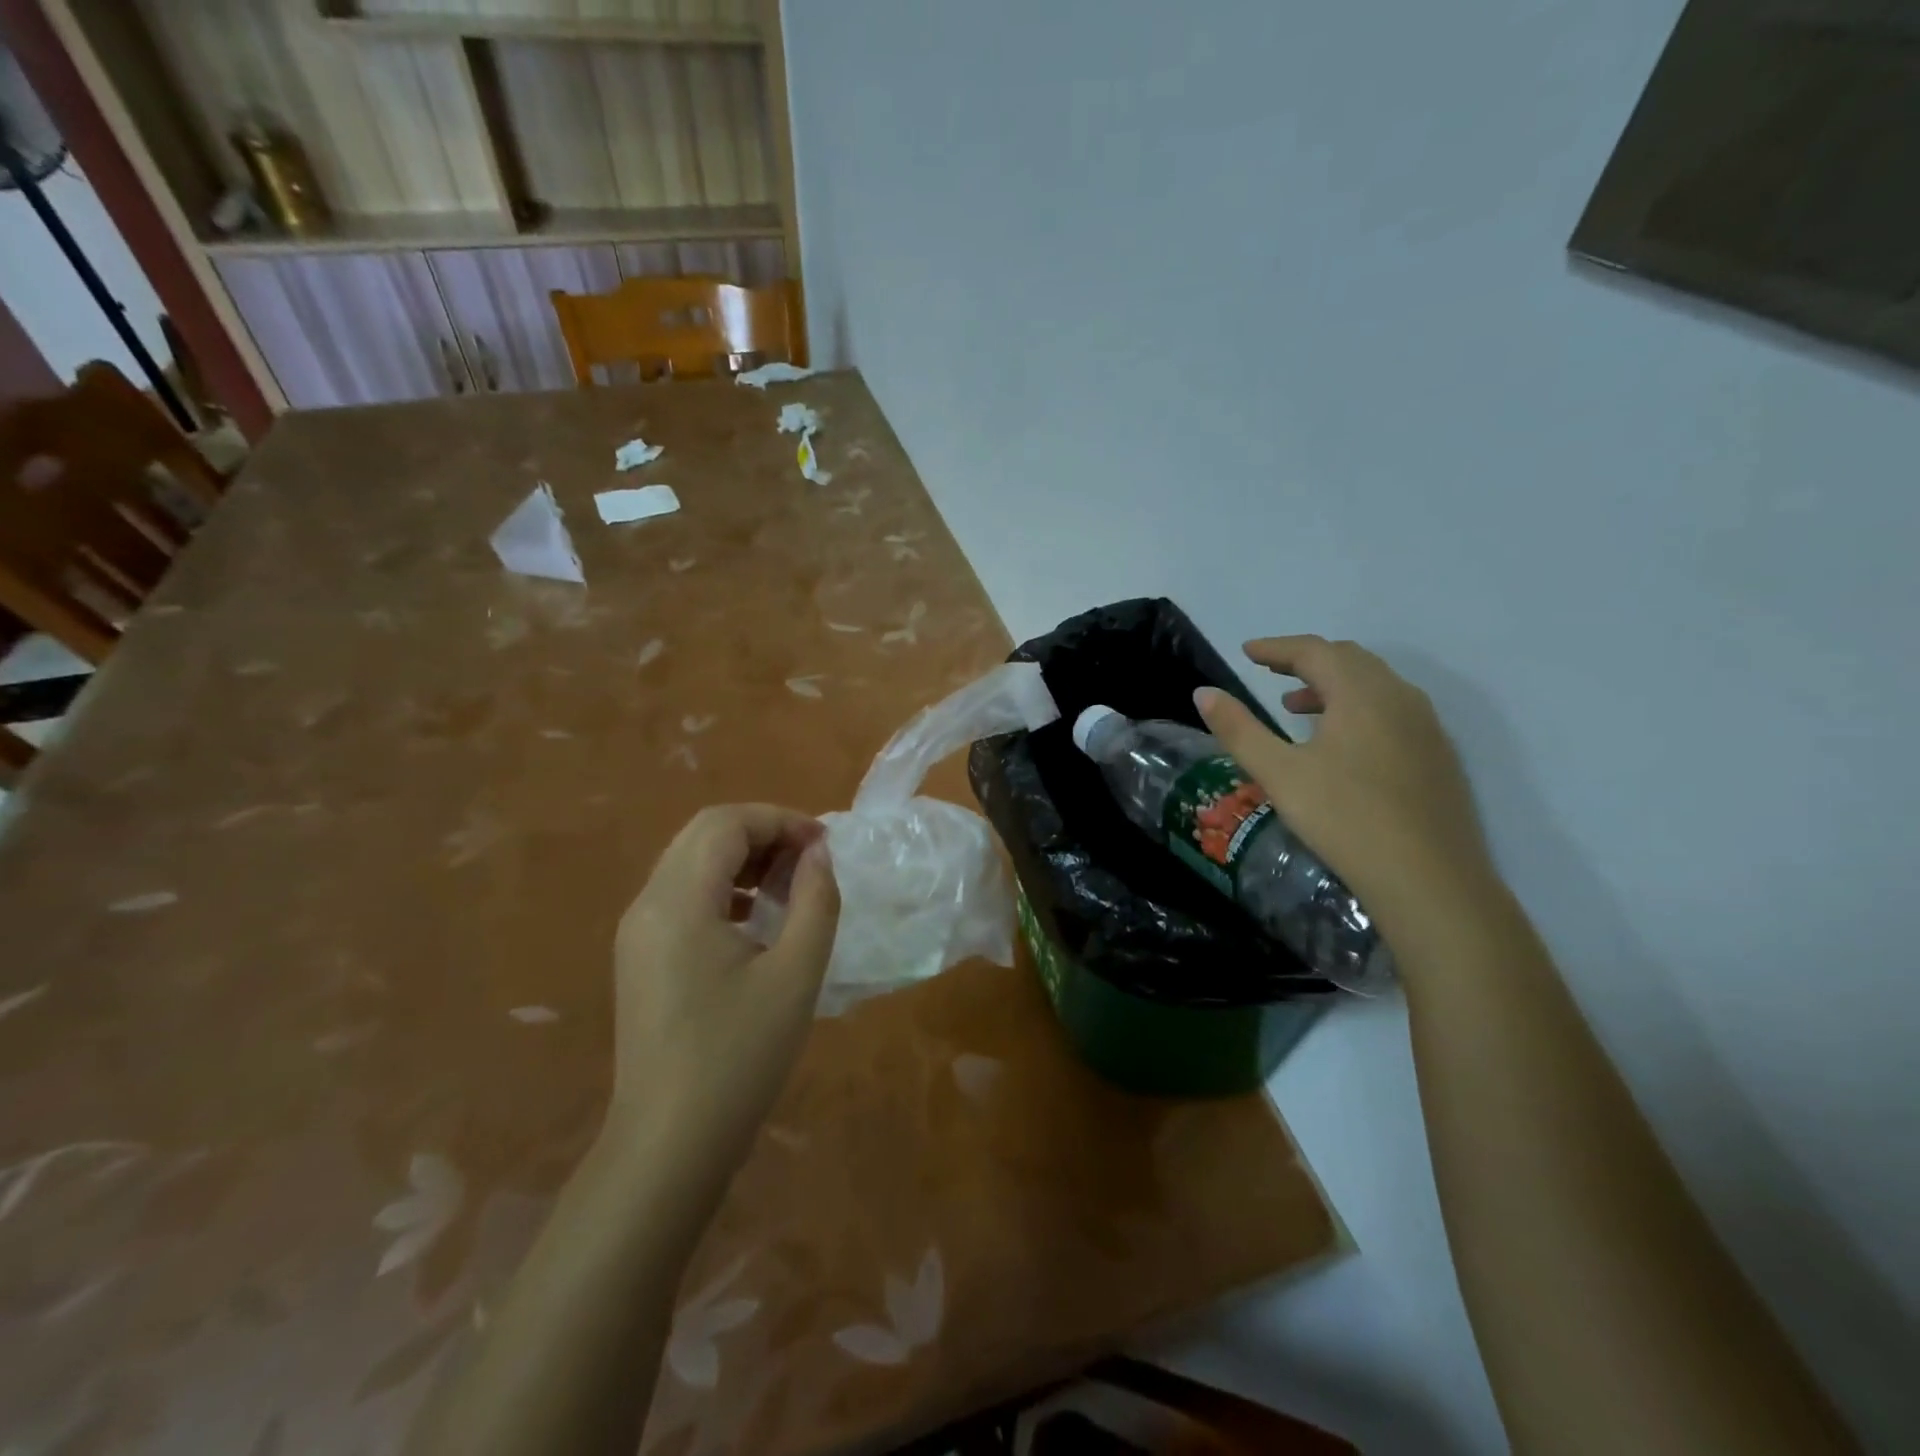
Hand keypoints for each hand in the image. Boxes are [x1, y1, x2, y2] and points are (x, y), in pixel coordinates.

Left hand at [606, 805, 838, 1183]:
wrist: (669, 1144)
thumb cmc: (739, 1056)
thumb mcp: (795, 974)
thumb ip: (815, 900)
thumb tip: (820, 853)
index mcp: (678, 901)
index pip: (725, 823)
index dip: (779, 820)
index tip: (824, 845)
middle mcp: (647, 904)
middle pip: (704, 835)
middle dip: (763, 833)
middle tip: (811, 860)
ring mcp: (637, 932)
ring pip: (691, 862)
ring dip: (743, 859)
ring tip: (790, 886)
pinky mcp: (640, 957)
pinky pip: (682, 895)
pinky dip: (724, 887)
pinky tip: (757, 919)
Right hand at [1195, 636, 1492, 934]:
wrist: (1430, 879)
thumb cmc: (1345, 819)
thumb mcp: (1279, 774)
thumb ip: (1239, 729)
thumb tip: (1204, 693)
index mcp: (1361, 693)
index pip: (1314, 651)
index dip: (1276, 648)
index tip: (1247, 652)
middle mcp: (1400, 697)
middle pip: (1349, 660)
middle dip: (1306, 660)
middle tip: (1271, 672)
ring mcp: (1426, 726)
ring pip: (1374, 685)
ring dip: (1333, 685)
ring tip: (1297, 708)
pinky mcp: (1438, 756)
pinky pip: (1392, 711)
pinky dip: (1358, 708)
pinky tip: (1342, 745)